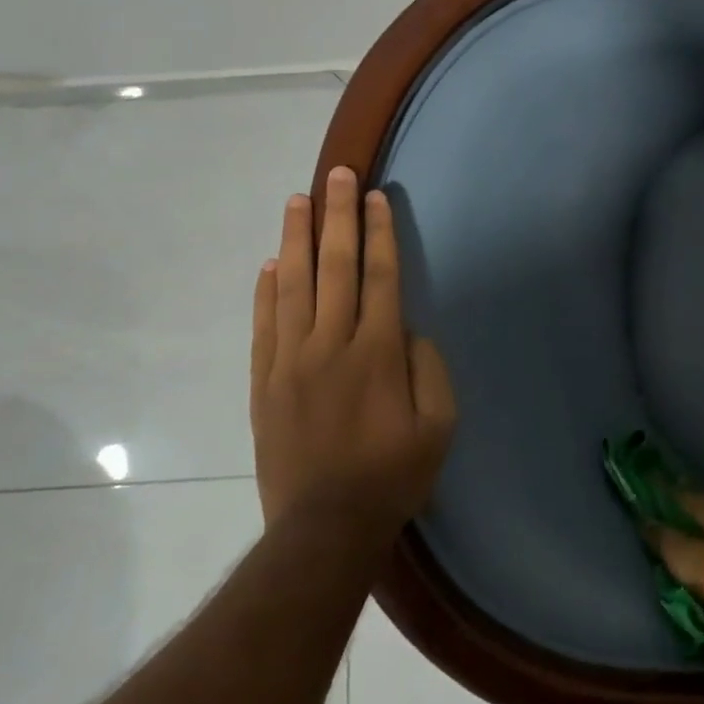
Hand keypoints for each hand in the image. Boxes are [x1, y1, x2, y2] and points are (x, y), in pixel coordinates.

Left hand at [249, 167, 457, 532]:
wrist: (324, 528)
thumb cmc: (394, 475)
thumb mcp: (439, 425)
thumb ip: (428, 368)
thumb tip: (408, 330)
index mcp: (377, 353)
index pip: (379, 276)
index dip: (379, 233)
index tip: (376, 196)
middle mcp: (330, 345)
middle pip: (334, 268)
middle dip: (337, 216)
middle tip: (337, 174)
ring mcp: (290, 362)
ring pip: (292, 287)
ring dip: (295, 240)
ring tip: (297, 201)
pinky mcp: (264, 383)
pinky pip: (263, 325)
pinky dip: (265, 291)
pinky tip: (270, 264)